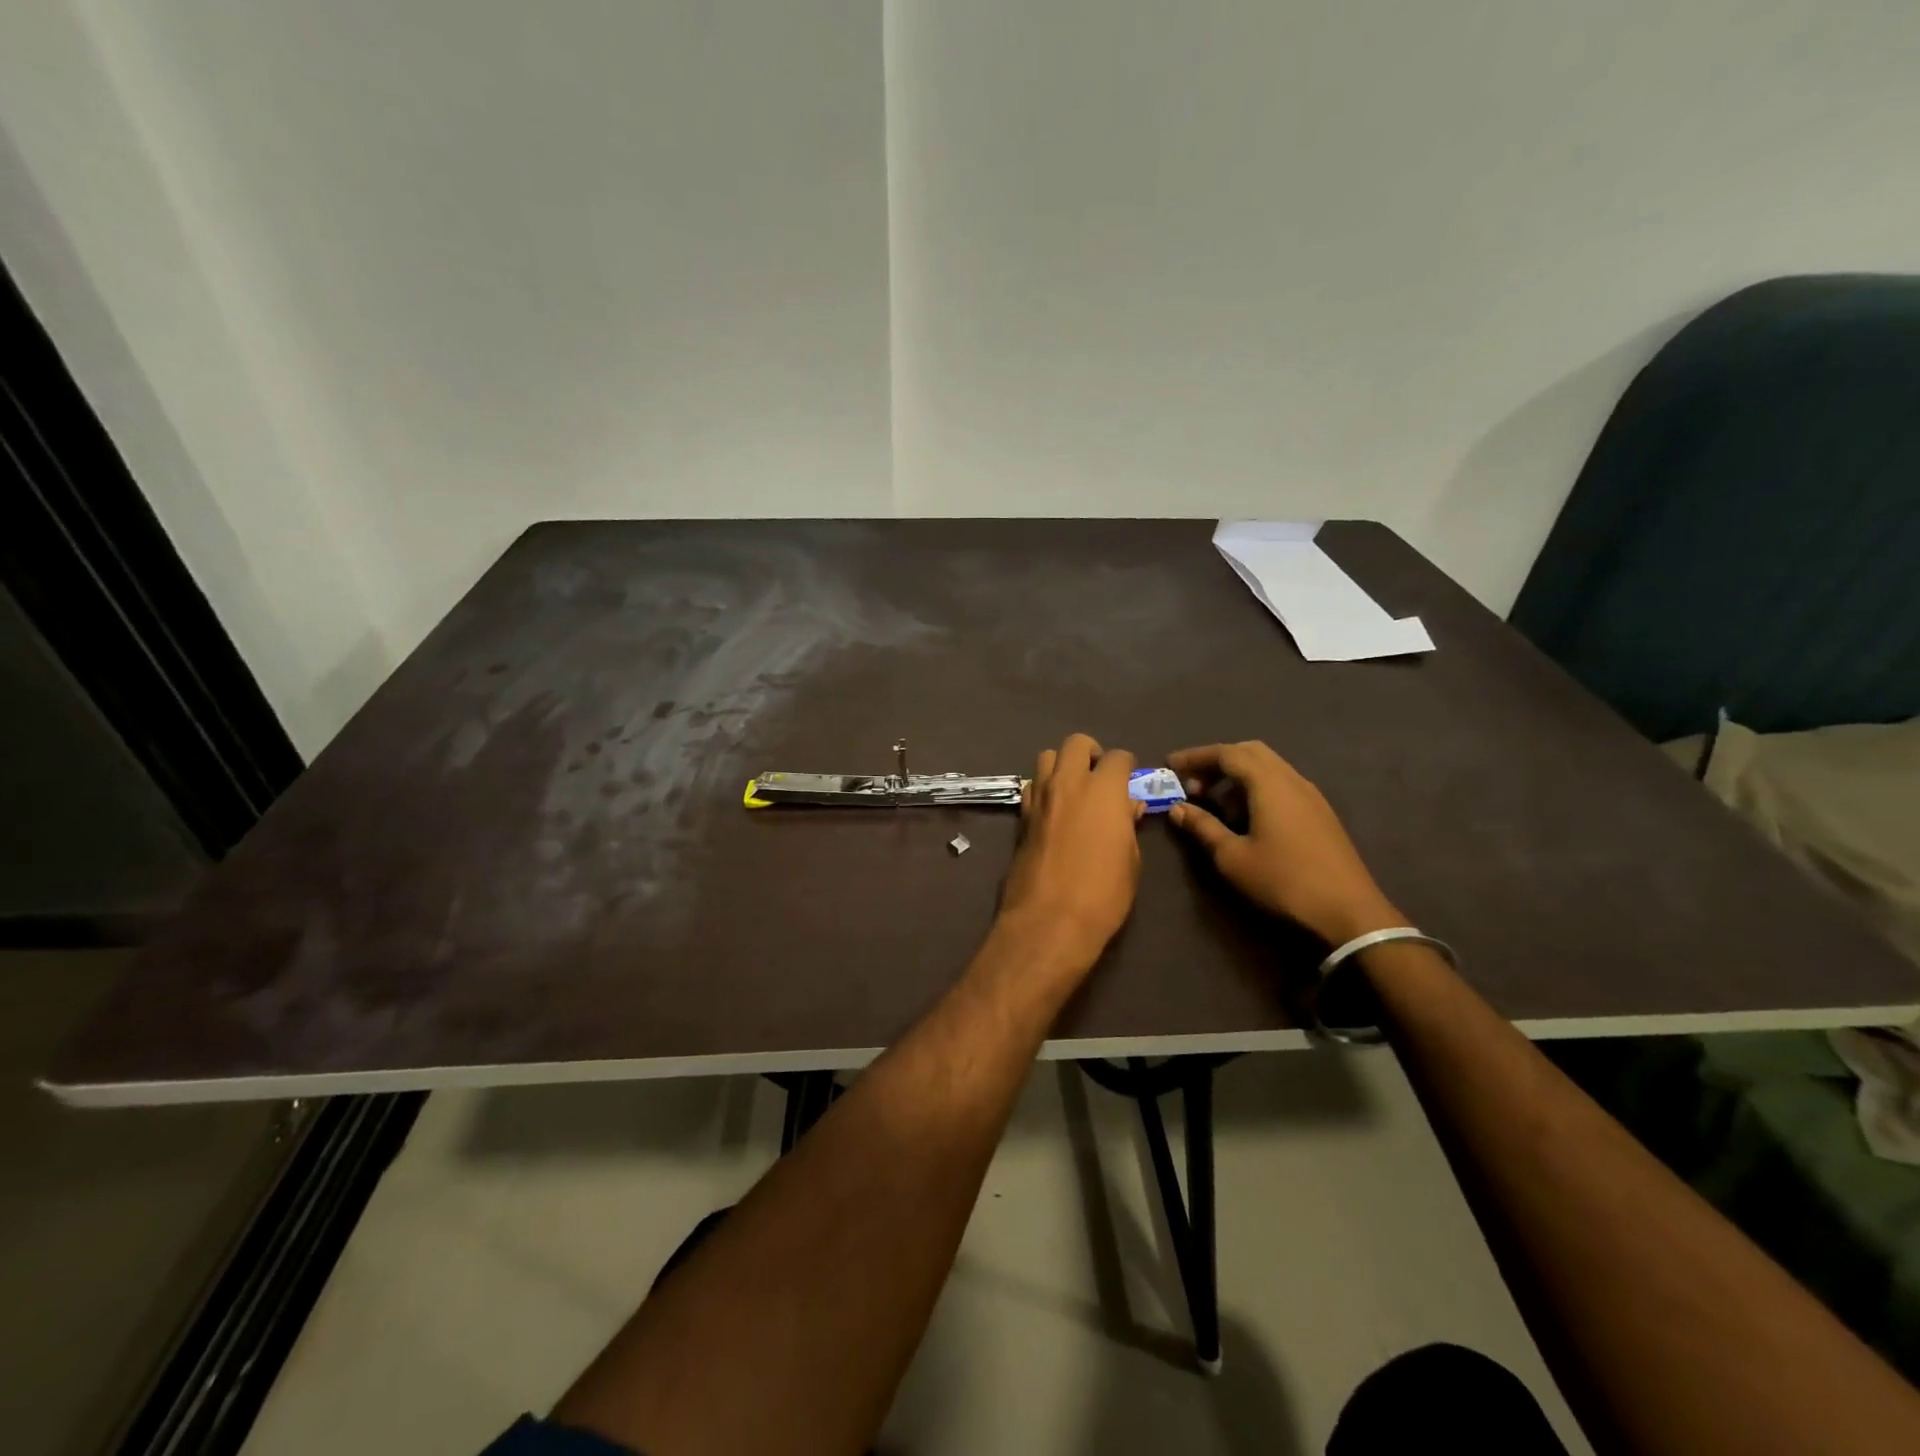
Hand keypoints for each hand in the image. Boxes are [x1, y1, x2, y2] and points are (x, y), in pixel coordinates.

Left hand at [997, 733, 1143, 972]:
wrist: (1049, 920)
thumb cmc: (1103, 894)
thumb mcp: (1132, 861)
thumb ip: (1128, 826)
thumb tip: (1128, 808)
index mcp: (1103, 790)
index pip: (1117, 756)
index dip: (1126, 767)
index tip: (1129, 783)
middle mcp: (1068, 783)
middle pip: (1076, 743)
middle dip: (1091, 753)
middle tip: (1100, 778)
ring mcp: (1040, 797)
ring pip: (1046, 757)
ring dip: (1062, 766)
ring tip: (1073, 791)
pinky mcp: (1020, 816)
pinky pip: (1031, 786)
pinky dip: (1043, 789)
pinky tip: (1053, 812)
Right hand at [1166, 741, 1399, 944]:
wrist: (1349, 912)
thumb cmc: (1284, 881)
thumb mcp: (1233, 857)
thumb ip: (1203, 827)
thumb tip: (1178, 808)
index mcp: (1269, 784)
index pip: (1227, 753)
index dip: (1195, 756)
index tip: (1170, 765)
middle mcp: (1292, 779)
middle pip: (1250, 752)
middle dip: (1216, 761)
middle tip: (1191, 781)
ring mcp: (1310, 795)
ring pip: (1268, 768)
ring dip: (1236, 775)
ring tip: (1213, 801)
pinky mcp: (1319, 813)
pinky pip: (1281, 784)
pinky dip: (1255, 788)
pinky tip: (1245, 816)